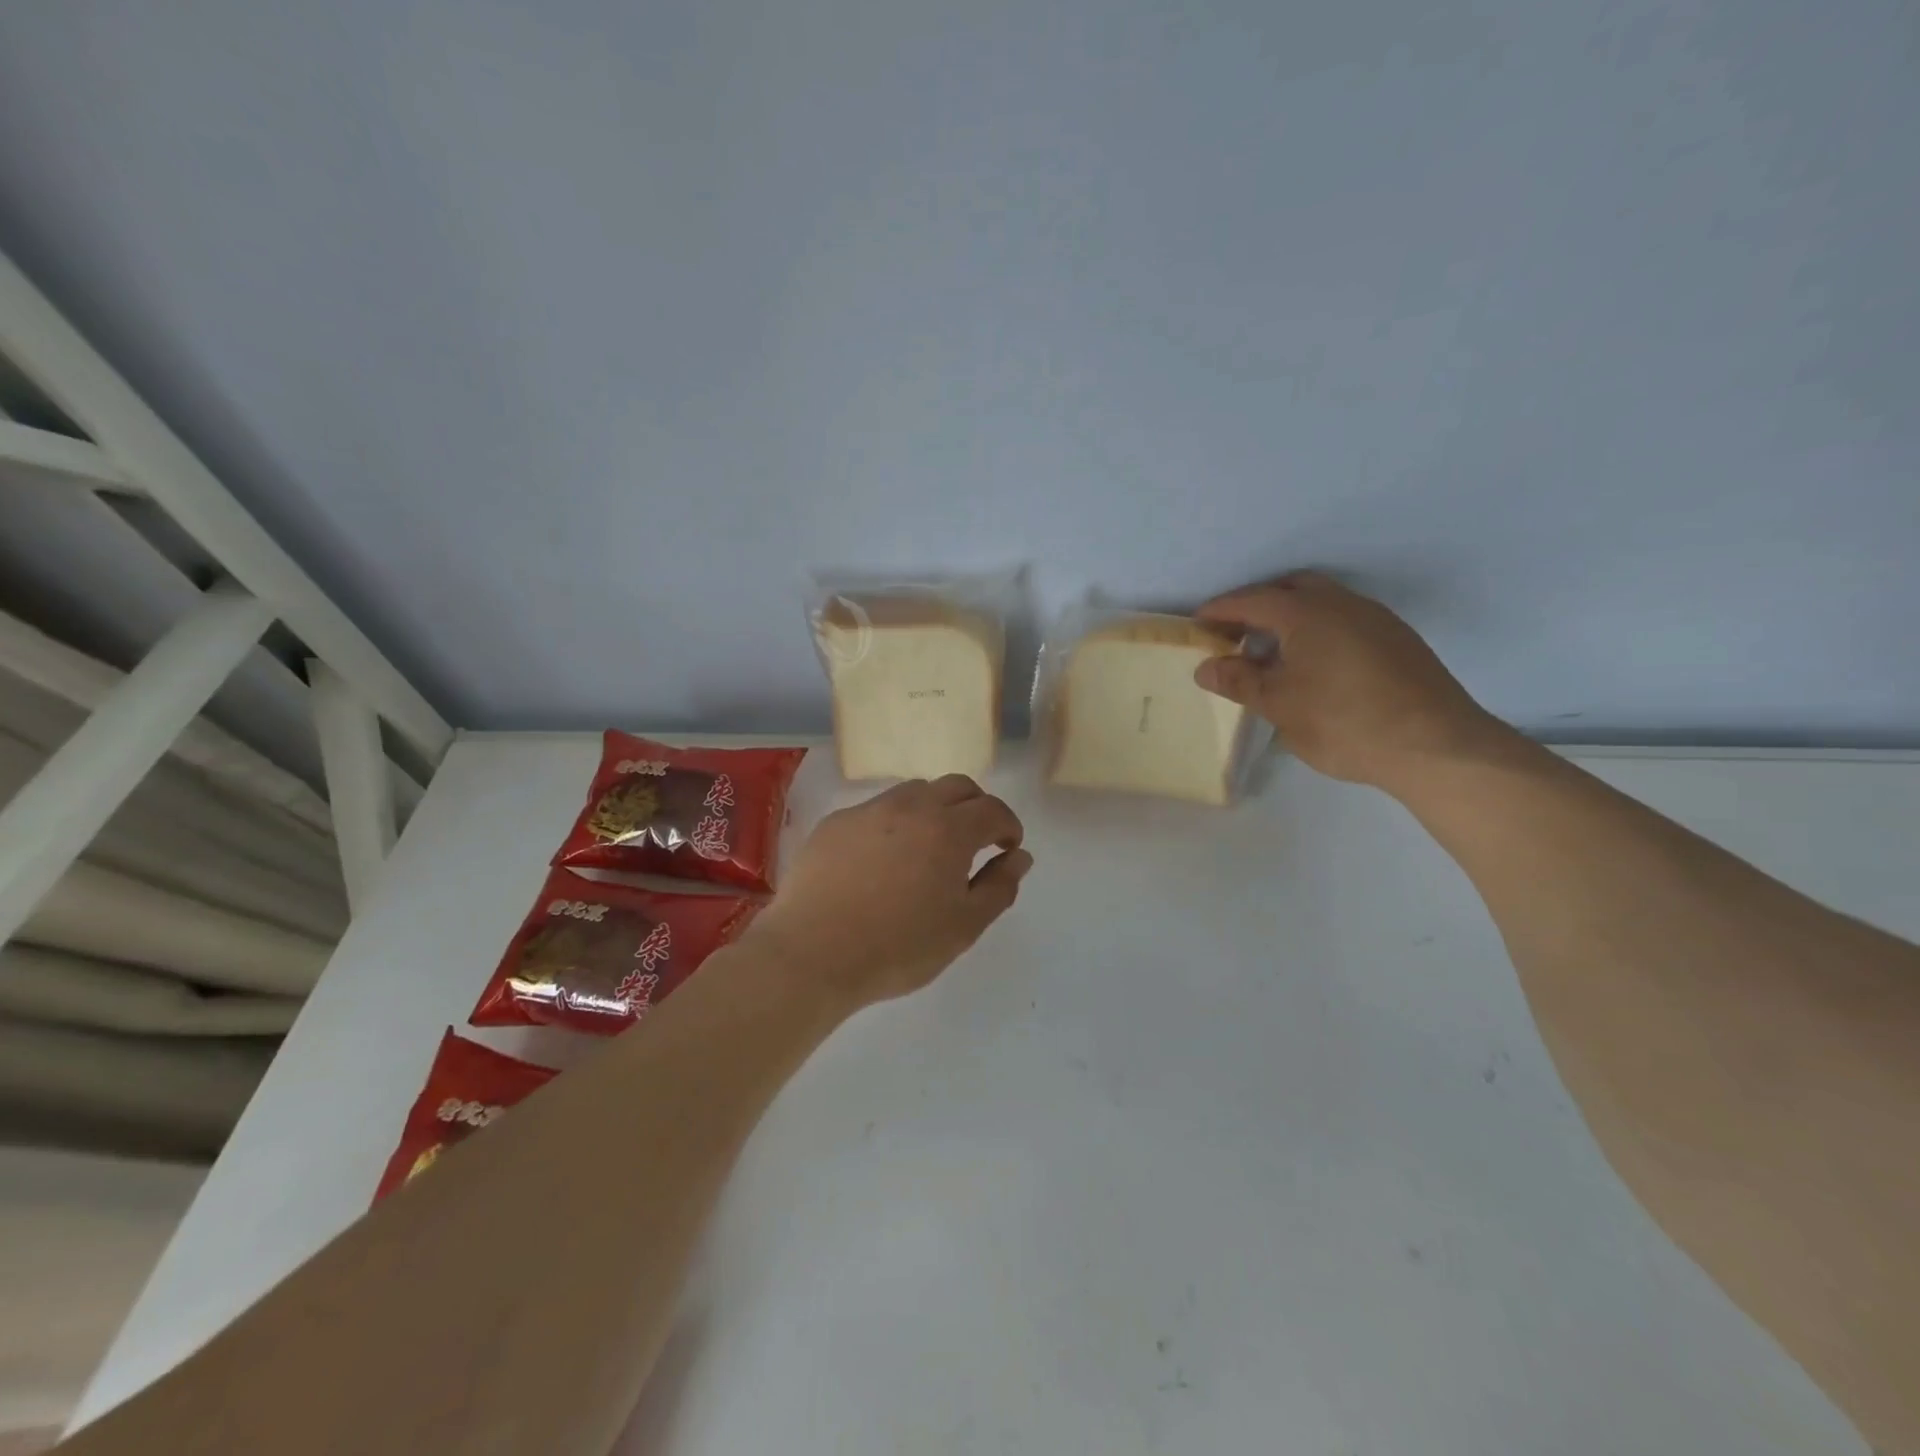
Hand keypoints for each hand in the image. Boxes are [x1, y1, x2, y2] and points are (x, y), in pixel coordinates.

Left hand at [747, 775, 1032, 1006]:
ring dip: (934, 810)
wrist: (812, 954)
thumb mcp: (963, 927)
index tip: (1007, 848)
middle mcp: (911, 806)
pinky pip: (876, 811)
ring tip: (928, 848)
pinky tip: (882, 860)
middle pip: (956, 786)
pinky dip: (894, 824)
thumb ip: (998, 887)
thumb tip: (1019, 857)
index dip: (1008, 826)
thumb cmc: (898, 947)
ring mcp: (868, 811)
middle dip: (976, 807)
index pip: (992, 809)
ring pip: (914, 792)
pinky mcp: (835, 823)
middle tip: (976, 841)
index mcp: (949, 829)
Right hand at [1193, 572, 1515, 793]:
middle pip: (1291, 588)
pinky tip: (1313, 663)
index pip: (1252, 601)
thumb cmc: (1344, 722)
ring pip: (1323, 602)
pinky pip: (1344, 620)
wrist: (1435, 746)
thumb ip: (1239, 680)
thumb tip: (1206, 667)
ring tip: (1270, 649)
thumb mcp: (1279, 705)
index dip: (1221, 610)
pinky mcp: (1397, 640)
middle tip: (1234, 630)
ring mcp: (1376, 620)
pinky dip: (1317, 629)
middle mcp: (1343, 604)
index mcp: (1308, 613)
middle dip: (1258, 603)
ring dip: (1291, 616)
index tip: (1197, 623)